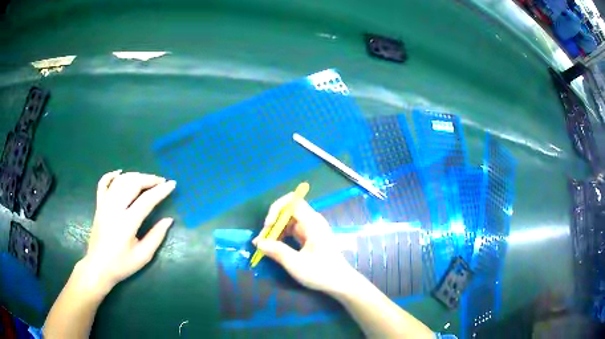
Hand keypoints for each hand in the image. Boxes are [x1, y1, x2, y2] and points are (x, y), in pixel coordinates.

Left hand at [80, 170, 175, 294]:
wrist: (98, 267)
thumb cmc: (121, 264)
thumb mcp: (143, 256)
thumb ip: (156, 237)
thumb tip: (169, 220)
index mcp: (127, 223)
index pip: (146, 200)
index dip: (161, 190)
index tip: (172, 184)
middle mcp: (114, 209)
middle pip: (133, 184)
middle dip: (149, 179)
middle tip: (161, 181)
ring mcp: (104, 204)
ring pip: (120, 181)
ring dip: (135, 176)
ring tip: (146, 179)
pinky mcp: (98, 205)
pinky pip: (103, 183)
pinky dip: (111, 175)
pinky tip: (120, 173)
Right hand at [252, 193, 356, 294]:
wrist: (341, 283)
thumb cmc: (321, 273)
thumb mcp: (296, 264)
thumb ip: (277, 251)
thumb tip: (259, 243)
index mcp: (312, 223)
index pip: (293, 201)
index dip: (277, 209)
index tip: (268, 225)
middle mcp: (312, 221)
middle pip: (288, 211)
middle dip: (273, 222)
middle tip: (261, 240)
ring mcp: (311, 229)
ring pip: (288, 221)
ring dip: (275, 230)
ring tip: (263, 245)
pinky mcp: (309, 237)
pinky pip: (292, 230)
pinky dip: (281, 236)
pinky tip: (272, 247)